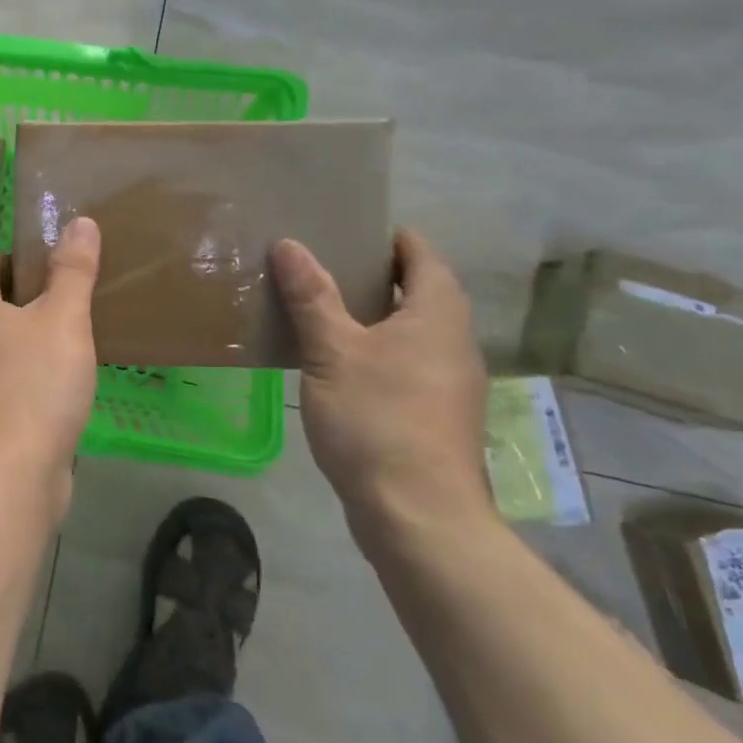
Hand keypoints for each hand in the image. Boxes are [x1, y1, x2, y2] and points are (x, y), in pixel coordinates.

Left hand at [0, 217, 100, 502]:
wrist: (10, 474)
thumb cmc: (35, 385)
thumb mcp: (63, 319)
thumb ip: (73, 271)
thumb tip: (78, 222)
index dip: (5, 261)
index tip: (38, 259)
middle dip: (20, 300)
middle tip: (63, 297)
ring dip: (24, 341)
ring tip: (67, 340)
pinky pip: (7, 388)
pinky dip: (28, 378)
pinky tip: (60, 389)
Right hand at [271, 229, 493, 549]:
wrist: (418, 515)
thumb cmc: (377, 419)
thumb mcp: (333, 352)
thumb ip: (311, 296)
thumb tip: (289, 244)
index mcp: (437, 315)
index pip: (421, 255)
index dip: (389, 237)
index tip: (347, 227)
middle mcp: (453, 342)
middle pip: (419, 291)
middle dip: (375, 274)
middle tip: (321, 263)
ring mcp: (448, 382)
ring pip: (411, 331)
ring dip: (373, 315)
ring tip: (319, 308)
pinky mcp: (435, 414)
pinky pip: (405, 363)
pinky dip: (374, 350)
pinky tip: (334, 363)